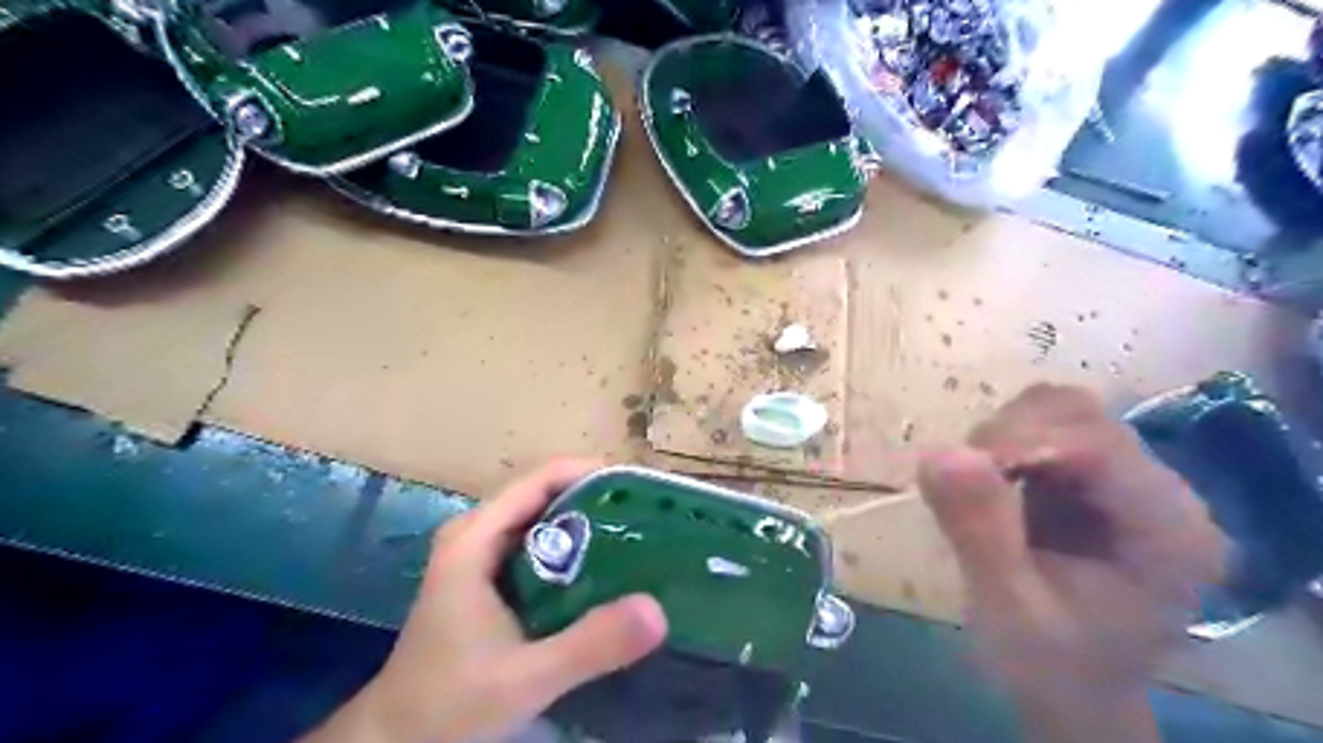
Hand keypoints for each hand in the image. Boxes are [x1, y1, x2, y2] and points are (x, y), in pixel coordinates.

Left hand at [302, 458, 667, 741]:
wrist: (395, 741)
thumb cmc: (448, 704)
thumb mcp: (525, 678)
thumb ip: (589, 645)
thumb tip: (657, 610)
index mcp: (475, 538)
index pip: (542, 479)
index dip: (592, 474)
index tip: (640, 490)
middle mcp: (476, 534)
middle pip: (545, 494)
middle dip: (596, 500)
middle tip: (648, 519)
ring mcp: (478, 555)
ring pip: (541, 520)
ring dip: (586, 524)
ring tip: (636, 538)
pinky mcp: (485, 578)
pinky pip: (536, 546)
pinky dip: (570, 550)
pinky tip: (602, 573)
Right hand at [922, 386, 1218, 739]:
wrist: (1075, 692)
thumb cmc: (1051, 666)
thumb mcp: (1008, 609)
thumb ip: (979, 531)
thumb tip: (938, 453)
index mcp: (1167, 532)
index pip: (1096, 444)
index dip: (1020, 442)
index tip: (958, 473)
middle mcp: (1163, 493)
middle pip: (1079, 414)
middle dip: (1007, 436)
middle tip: (963, 484)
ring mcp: (1131, 481)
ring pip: (1058, 411)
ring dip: (1002, 436)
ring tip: (976, 487)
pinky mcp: (1096, 478)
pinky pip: (1045, 429)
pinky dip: (1004, 444)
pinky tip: (991, 484)